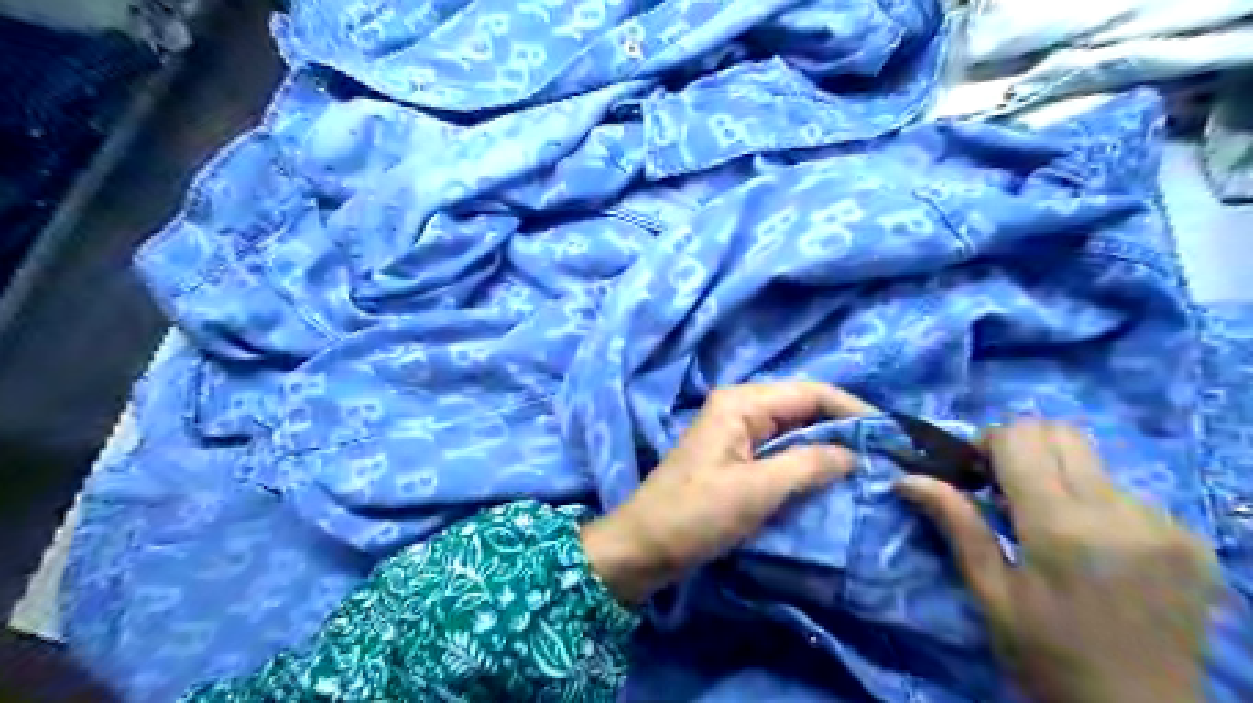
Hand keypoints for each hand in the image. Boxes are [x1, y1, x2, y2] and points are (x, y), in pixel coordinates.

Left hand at [584, 382, 872, 606]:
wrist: (643, 546)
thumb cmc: (695, 514)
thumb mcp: (757, 490)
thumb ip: (809, 465)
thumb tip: (855, 454)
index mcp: (741, 403)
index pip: (810, 392)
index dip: (852, 410)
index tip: (891, 435)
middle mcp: (739, 407)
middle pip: (803, 406)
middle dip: (843, 426)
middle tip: (885, 452)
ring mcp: (736, 432)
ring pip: (794, 428)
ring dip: (828, 444)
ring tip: (868, 464)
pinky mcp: (735, 456)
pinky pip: (780, 448)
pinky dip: (807, 459)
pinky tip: (830, 475)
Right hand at [896, 421, 1219, 698]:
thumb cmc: (1047, 657)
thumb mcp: (989, 592)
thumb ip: (956, 523)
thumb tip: (906, 478)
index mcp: (1063, 528)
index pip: (1022, 437)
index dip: (988, 442)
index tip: (974, 474)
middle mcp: (1121, 513)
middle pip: (1061, 432)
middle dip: (1021, 446)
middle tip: (1003, 487)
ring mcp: (1164, 524)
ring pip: (1092, 460)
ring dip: (1058, 474)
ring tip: (1046, 522)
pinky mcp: (1190, 539)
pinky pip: (1124, 491)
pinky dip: (1092, 501)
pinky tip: (1088, 545)